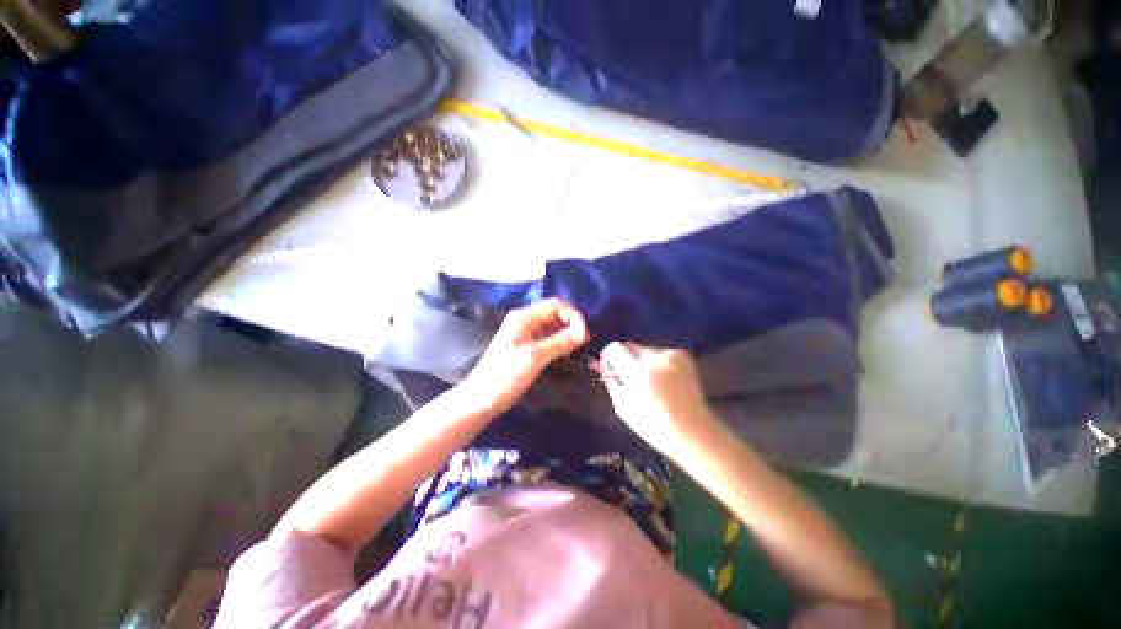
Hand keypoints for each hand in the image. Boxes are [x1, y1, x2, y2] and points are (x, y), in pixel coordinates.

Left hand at [459, 299, 588, 414]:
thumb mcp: (534, 357)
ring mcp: (528, 334)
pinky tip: (569, 351)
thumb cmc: (506, 374)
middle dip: (572, 324)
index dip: (573, 315)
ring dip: (568, 333)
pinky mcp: (530, 347)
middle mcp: (527, 321)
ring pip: (554, 327)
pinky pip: (550, 338)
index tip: (584, 333)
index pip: (555, 305)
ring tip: (580, 346)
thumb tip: (583, 333)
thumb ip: (559, 342)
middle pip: (555, 314)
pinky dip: (562, 342)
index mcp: (524, 317)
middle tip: (586, 340)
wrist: (483, 398)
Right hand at [599, 342, 716, 456]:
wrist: (694, 431)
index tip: (609, 369)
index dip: (608, 357)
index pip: (614, 348)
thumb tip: (605, 369)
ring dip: (641, 361)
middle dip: (625, 359)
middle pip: (630, 346)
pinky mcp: (684, 356)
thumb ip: (612, 383)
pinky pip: (660, 354)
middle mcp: (655, 357)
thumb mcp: (624, 408)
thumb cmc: (655, 426)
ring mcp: (671, 355)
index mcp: (638, 371)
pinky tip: (662, 380)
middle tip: (627, 378)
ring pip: (645, 350)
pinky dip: (657, 363)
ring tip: (648, 382)